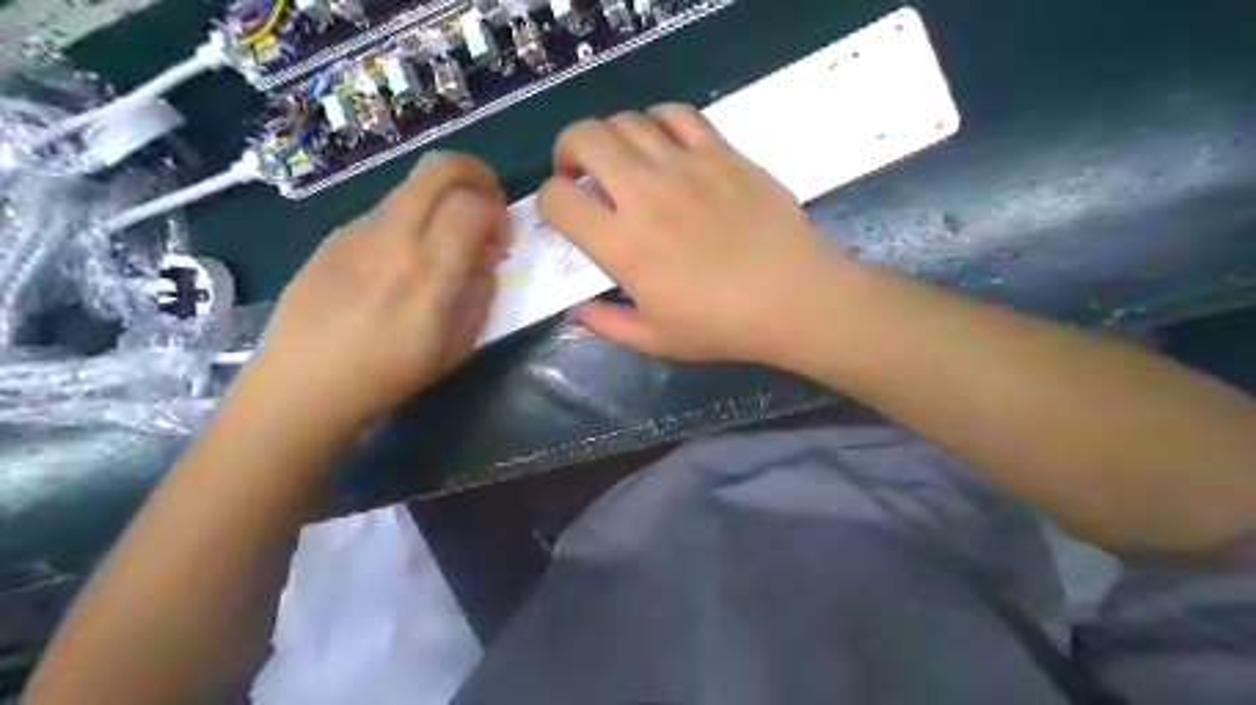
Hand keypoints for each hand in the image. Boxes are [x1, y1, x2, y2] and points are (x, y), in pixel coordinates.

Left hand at [241, 151, 504, 427]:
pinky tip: (399, 259)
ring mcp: (360, 228)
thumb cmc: (392, 371)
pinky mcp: (336, 234)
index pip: (474, 203)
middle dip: (476, 173)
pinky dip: (410, 219)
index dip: (497, 211)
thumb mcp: (459, 343)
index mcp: (430, 269)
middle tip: (486, 202)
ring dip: (441, 196)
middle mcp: (395, 234)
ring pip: (411, 183)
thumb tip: (485, 253)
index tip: (500, 237)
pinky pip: (385, 210)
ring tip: (442, 237)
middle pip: (440, 166)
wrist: (307, 379)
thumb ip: (481, 289)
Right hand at [537, 104, 842, 363]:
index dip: (548, 201)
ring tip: (620, 161)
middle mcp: (645, 194)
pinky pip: (677, 114)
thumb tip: (574, 310)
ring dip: (610, 137)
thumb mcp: (655, 339)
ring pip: (627, 120)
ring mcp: (686, 166)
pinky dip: (656, 120)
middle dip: (567, 150)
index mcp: (623, 244)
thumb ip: (606, 323)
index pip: (558, 199)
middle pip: (584, 138)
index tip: (564, 213)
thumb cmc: (722, 326)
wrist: (792, 297)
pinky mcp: (721, 153)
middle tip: (579, 172)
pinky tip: (661, 144)